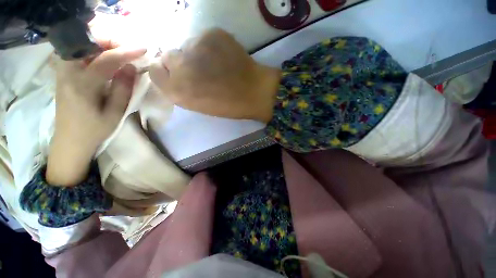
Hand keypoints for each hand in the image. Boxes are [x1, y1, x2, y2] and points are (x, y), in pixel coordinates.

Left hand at [47, 45, 146, 185]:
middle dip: (109, 40)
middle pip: (86, 43)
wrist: (70, 140)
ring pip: (81, 44)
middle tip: (129, 47)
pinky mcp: (63, 72)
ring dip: (101, 43)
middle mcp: (68, 72)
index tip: (143, 49)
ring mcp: (63, 71)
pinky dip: (94, 49)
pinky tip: (106, 56)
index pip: (106, 60)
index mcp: (82, 86)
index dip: (126, 52)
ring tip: (120, 50)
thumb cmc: (95, 130)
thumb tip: (131, 68)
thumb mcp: (115, 113)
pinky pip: (78, 52)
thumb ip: (123, 89)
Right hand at [149, 28, 280, 122]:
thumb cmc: (228, 105)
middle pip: (168, 55)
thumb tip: (173, 73)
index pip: (156, 71)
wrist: (253, 92)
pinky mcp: (211, 34)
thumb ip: (180, 89)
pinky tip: (224, 57)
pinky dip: (210, 46)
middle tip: (198, 69)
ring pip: (187, 45)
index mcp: (176, 90)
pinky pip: (203, 38)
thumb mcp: (198, 104)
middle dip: (180, 62)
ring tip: (215, 64)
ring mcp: (195, 46)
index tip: (176, 75)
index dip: (166, 73)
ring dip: (196, 54)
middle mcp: (179, 66)